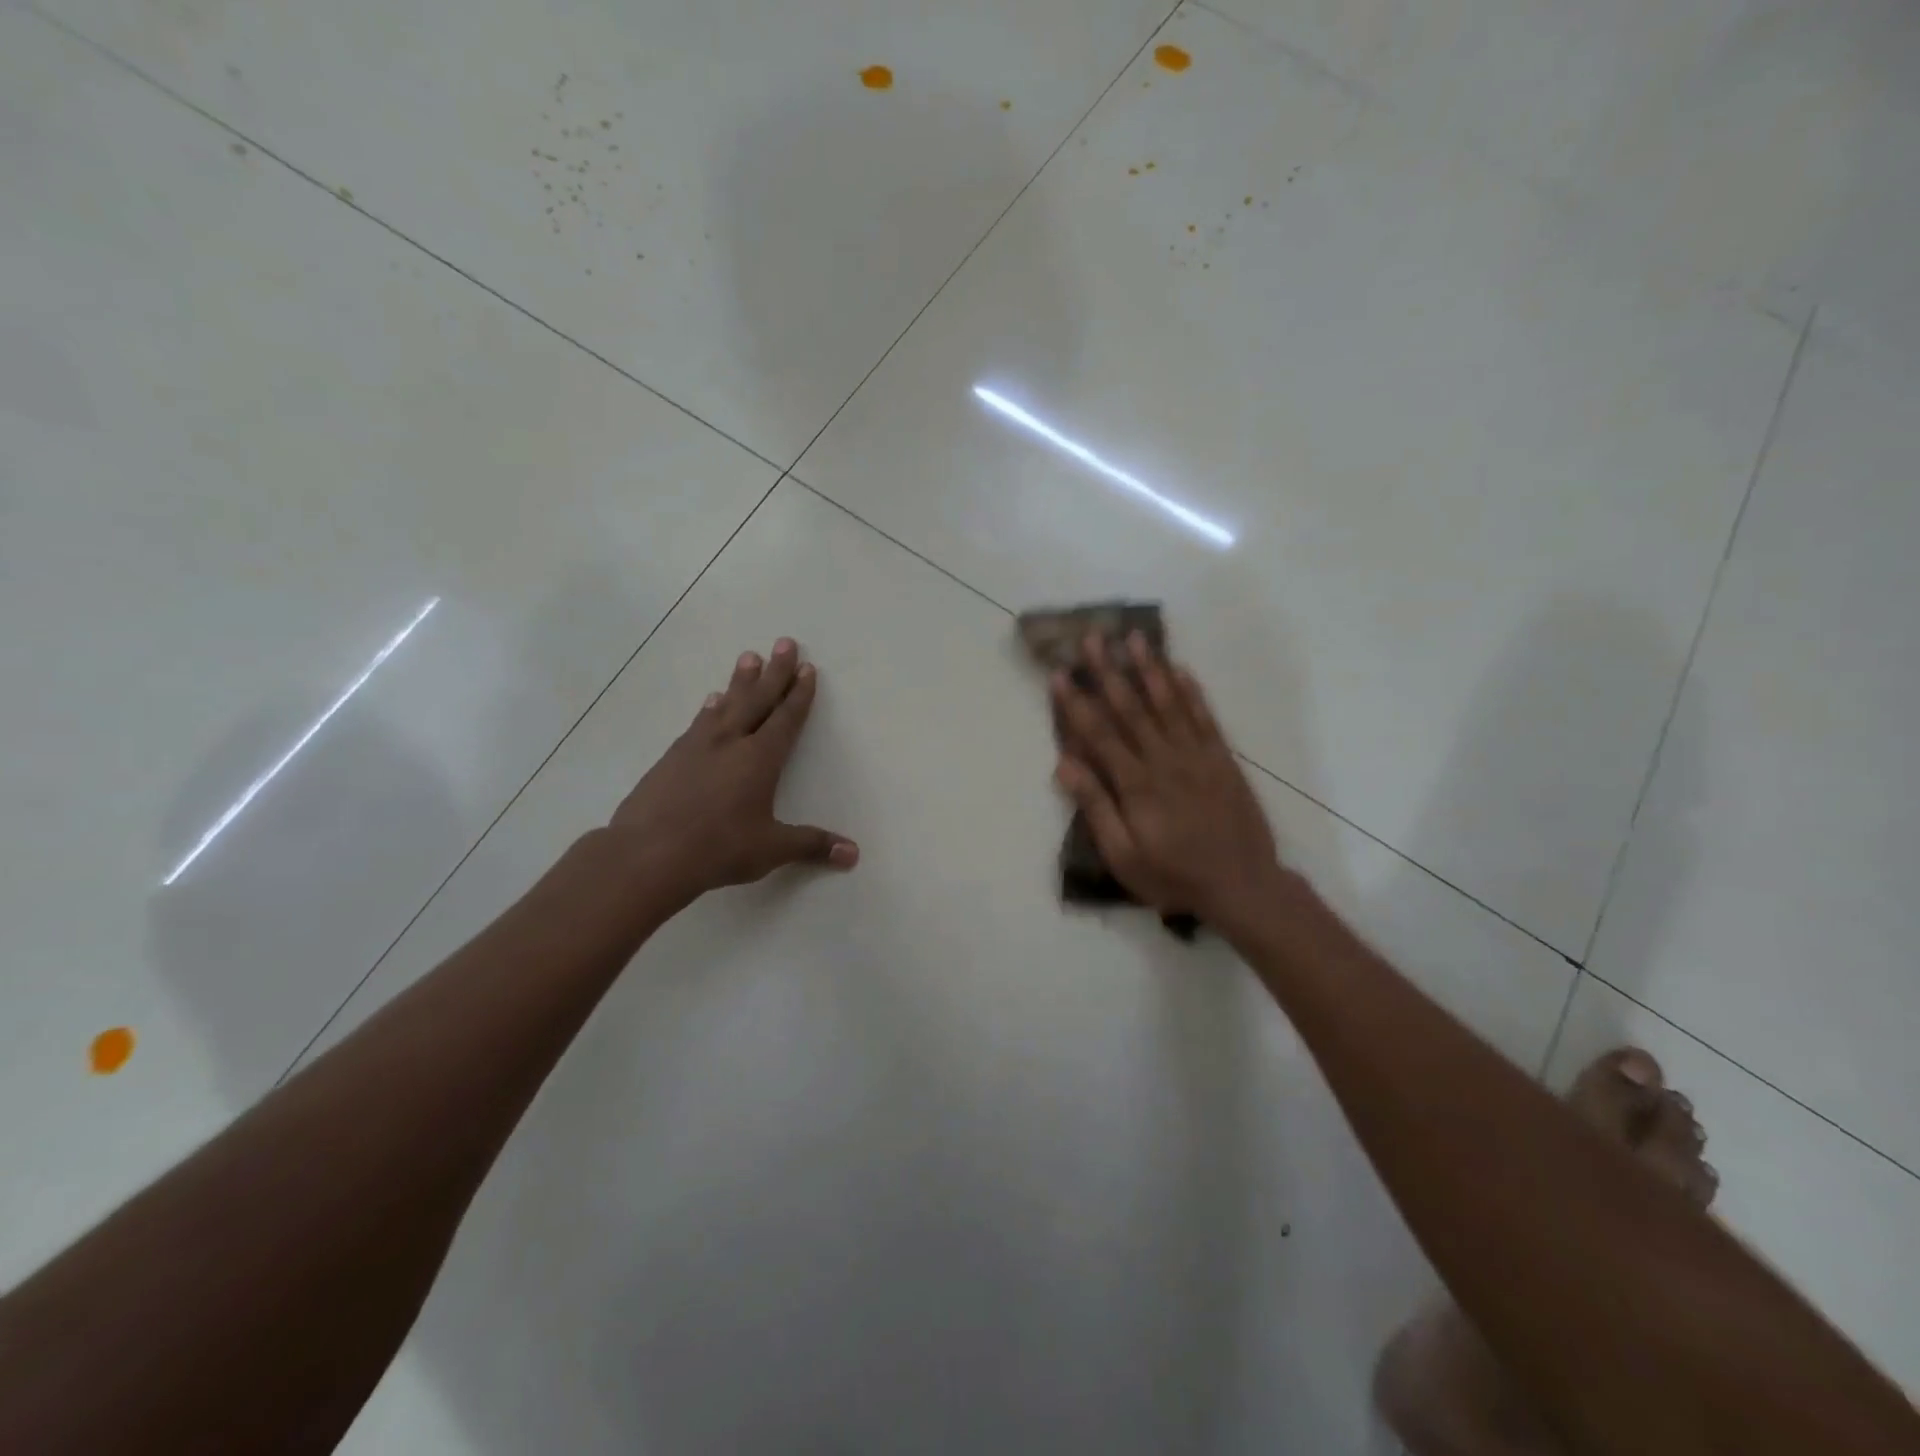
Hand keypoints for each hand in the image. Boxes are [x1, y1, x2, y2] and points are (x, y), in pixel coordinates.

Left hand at [609, 638, 856, 908]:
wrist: (648, 854)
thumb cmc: (718, 849)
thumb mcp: (771, 849)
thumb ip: (812, 845)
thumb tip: (854, 854)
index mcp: (760, 759)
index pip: (786, 718)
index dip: (799, 694)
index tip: (807, 668)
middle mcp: (731, 742)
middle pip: (758, 699)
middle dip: (775, 672)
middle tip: (785, 642)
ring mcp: (697, 746)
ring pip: (726, 704)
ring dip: (740, 681)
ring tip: (748, 657)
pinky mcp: (671, 757)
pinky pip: (699, 722)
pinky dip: (710, 708)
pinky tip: (710, 702)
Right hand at [1051, 633, 1280, 926]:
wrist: (1243, 886)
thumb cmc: (1174, 876)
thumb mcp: (1124, 855)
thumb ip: (1096, 807)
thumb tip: (1065, 764)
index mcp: (1136, 783)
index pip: (1099, 733)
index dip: (1076, 703)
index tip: (1059, 674)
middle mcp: (1165, 759)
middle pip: (1131, 707)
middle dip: (1109, 671)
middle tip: (1093, 637)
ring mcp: (1197, 755)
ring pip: (1168, 703)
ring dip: (1150, 668)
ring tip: (1134, 638)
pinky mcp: (1222, 759)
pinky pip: (1205, 717)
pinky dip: (1191, 692)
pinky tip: (1180, 669)